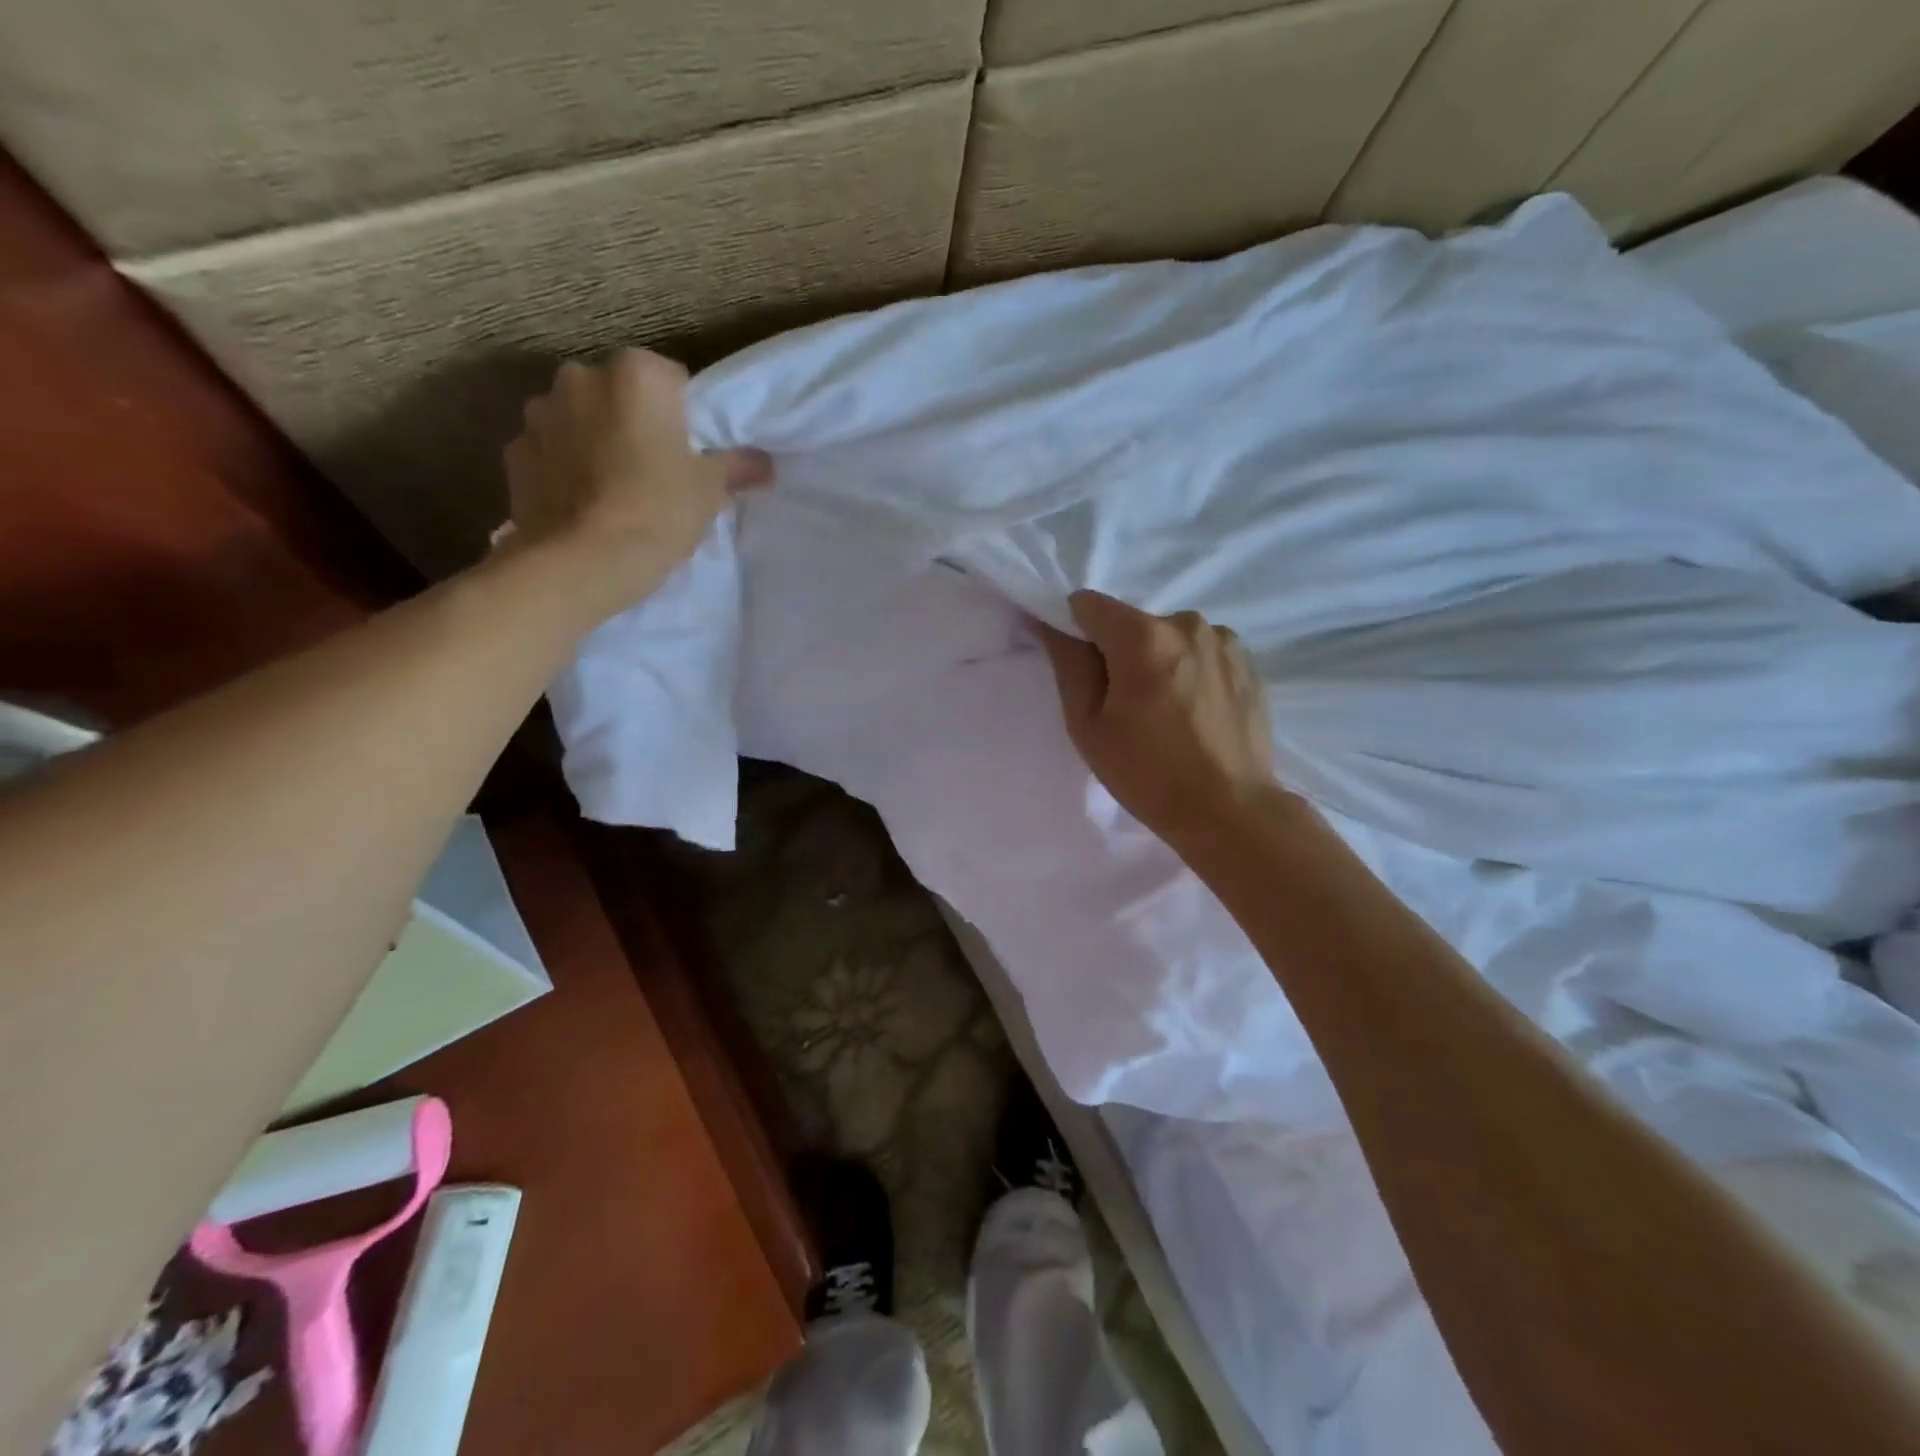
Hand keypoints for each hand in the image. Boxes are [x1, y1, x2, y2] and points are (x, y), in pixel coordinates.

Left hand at [504, 350, 770, 600]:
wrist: (584, 561)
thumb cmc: (658, 511)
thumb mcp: (710, 490)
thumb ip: (737, 466)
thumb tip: (764, 463)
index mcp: (636, 374)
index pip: (673, 380)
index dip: (686, 417)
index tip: (692, 452)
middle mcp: (581, 377)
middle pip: (621, 396)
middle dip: (635, 422)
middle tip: (656, 470)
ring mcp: (540, 413)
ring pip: (582, 420)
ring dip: (596, 441)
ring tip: (616, 489)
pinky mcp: (515, 452)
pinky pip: (552, 451)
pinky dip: (566, 467)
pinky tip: (585, 503)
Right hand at [1038, 590, 1279, 844]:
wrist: (1230, 811)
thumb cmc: (1148, 773)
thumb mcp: (1089, 726)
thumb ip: (1069, 665)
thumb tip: (1049, 624)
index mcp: (1143, 636)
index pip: (1088, 605)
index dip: (1075, 631)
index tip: (1081, 671)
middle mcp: (1187, 623)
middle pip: (1131, 623)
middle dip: (1119, 653)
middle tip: (1125, 707)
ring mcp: (1224, 640)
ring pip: (1168, 638)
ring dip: (1158, 662)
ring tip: (1166, 714)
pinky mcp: (1247, 662)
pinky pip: (1201, 653)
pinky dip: (1190, 672)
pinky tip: (1195, 714)